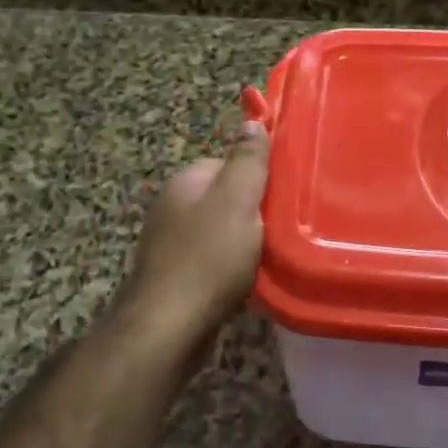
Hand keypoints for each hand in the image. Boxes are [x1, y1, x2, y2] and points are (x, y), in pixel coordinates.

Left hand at [125, 122, 270, 336]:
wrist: (168, 327)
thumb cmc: (208, 258)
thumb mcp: (237, 200)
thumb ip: (247, 161)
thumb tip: (251, 121)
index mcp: (185, 181)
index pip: (227, 163)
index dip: (256, 178)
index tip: (280, 198)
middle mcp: (172, 206)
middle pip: (224, 198)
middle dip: (252, 213)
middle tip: (278, 231)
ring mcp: (169, 243)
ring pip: (219, 231)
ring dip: (243, 243)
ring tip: (267, 259)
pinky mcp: (174, 276)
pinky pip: (211, 261)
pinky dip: (230, 268)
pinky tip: (245, 282)